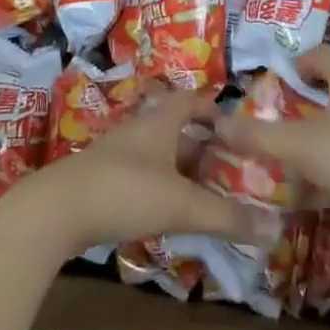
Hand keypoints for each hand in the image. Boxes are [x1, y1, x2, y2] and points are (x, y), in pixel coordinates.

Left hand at [0, 89, 278, 261]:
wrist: (56, 210)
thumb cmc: (125, 191)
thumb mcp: (181, 204)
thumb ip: (226, 217)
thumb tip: (274, 229)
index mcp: (159, 122)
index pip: (191, 101)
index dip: (214, 108)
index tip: (237, 126)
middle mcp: (138, 131)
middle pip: (176, 131)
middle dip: (204, 148)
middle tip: (231, 169)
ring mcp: (117, 155)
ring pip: (158, 156)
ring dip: (182, 171)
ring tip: (208, 195)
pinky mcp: (102, 181)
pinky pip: (141, 177)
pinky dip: (161, 188)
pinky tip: (170, 213)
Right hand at [212, 47, 329, 221]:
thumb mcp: (298, 145)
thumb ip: (258, 134)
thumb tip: (218, 123)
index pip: (321, 54)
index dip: (298, 63)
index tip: (278, 83)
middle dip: (307, 100)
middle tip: (282, 116)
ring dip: (323, 132)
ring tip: (296, 151)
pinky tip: (321, 187)